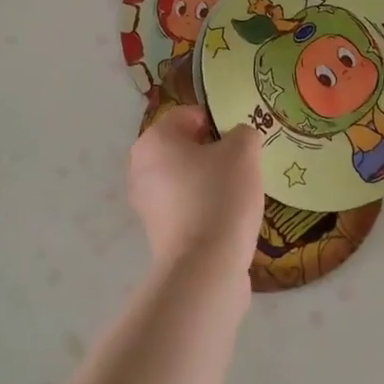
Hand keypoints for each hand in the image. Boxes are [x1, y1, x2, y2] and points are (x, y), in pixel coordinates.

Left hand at [127, 106, 263, 273]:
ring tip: (238, 192)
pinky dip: (204, 207)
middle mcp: (140, 168)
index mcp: (153, 140)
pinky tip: (228, 217)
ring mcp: (145, 203)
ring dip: (209, 180)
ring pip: (184, 178)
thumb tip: (239, 140)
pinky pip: (185, 206)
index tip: (239, 138)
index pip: (186, 116)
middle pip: (182, 148)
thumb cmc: (219, 195)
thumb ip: (243, 133)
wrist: (205, 267)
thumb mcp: (243, 151)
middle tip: (241, 163)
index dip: (215, 121)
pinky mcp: (157, 233)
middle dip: (212, 152)